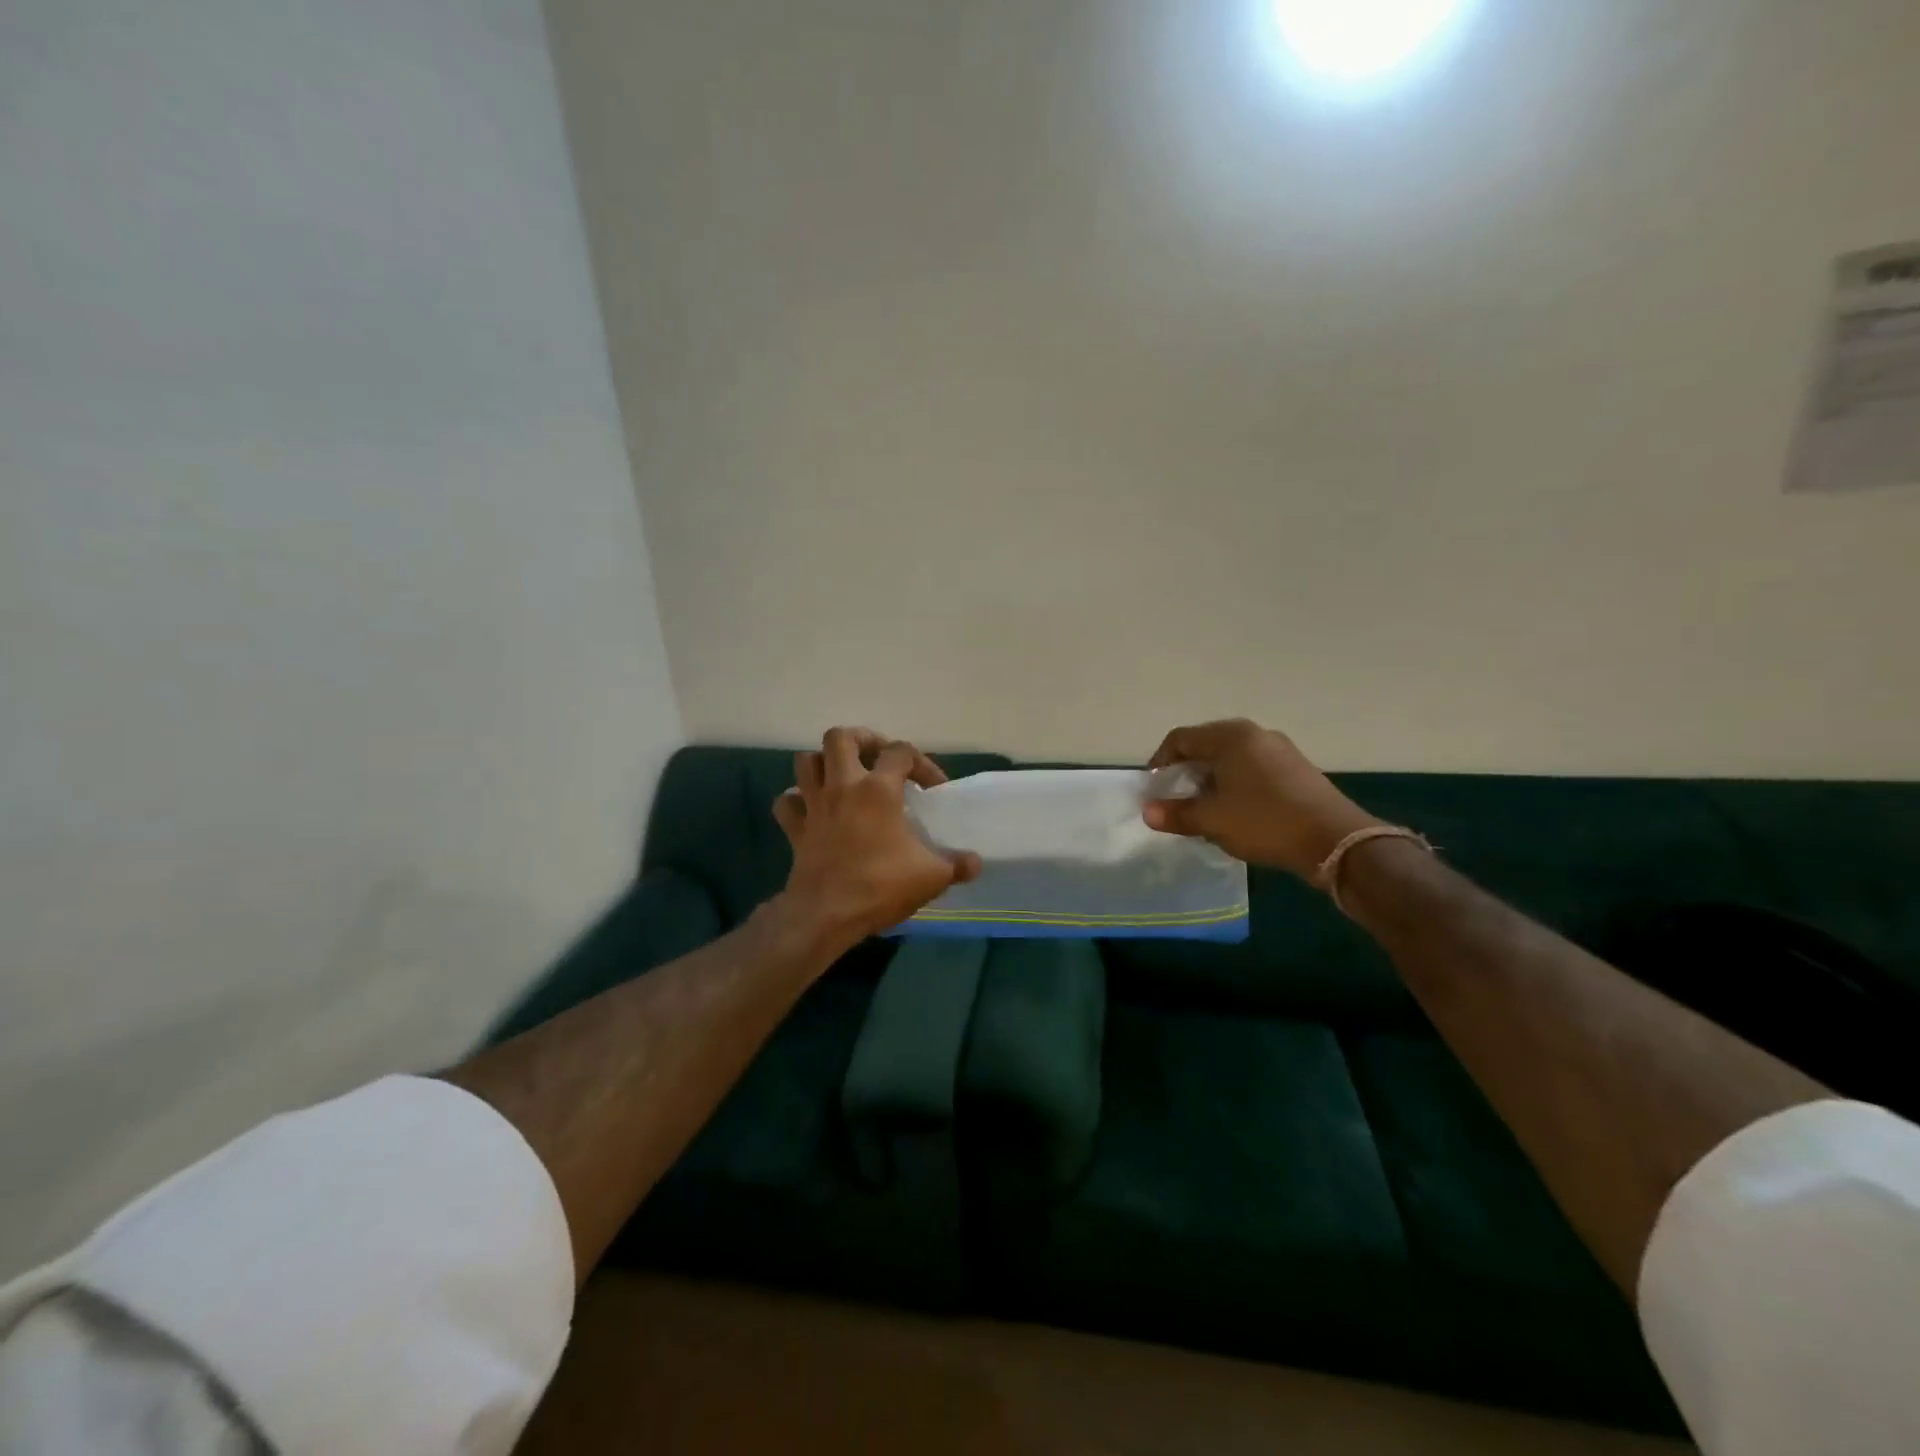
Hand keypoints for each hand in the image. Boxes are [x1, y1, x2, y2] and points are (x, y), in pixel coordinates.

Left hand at [772, 727, 982, 949]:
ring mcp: (814, 805)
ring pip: (806, 761)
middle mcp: (843, 786)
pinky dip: (796, 800)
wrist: (826, 915)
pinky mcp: (796, 829)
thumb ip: (957, 865)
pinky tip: (811, 810)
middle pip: (840, 737)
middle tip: (878, 759)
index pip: (901, 751)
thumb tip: (975, 862)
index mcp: (878, 789)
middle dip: (861, 740)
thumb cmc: (881, 886)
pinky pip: (787, 803)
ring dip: (824, 763)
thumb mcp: (932, 877)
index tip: (933, 789)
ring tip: (844, 777)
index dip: (922, 763)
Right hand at [1143, 719, 1380, 879]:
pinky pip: (1253, 769)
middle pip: (1206, 746)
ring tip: (1205, 810)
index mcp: (1230, 736)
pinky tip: (1237, 813)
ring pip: (1231, 759)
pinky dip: (1235, 785)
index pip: (1180, 738)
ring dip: (1211, 781)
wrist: (1336, 841)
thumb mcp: (1212, 821)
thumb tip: (1147, 811)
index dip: (1159, 763)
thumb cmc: (1265, 822)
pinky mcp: (1296, 769)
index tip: (1153, 790)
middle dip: (1185, 773)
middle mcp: (1255, 734)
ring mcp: (1280, 749)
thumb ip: (1176, 813)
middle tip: (1176, 801)